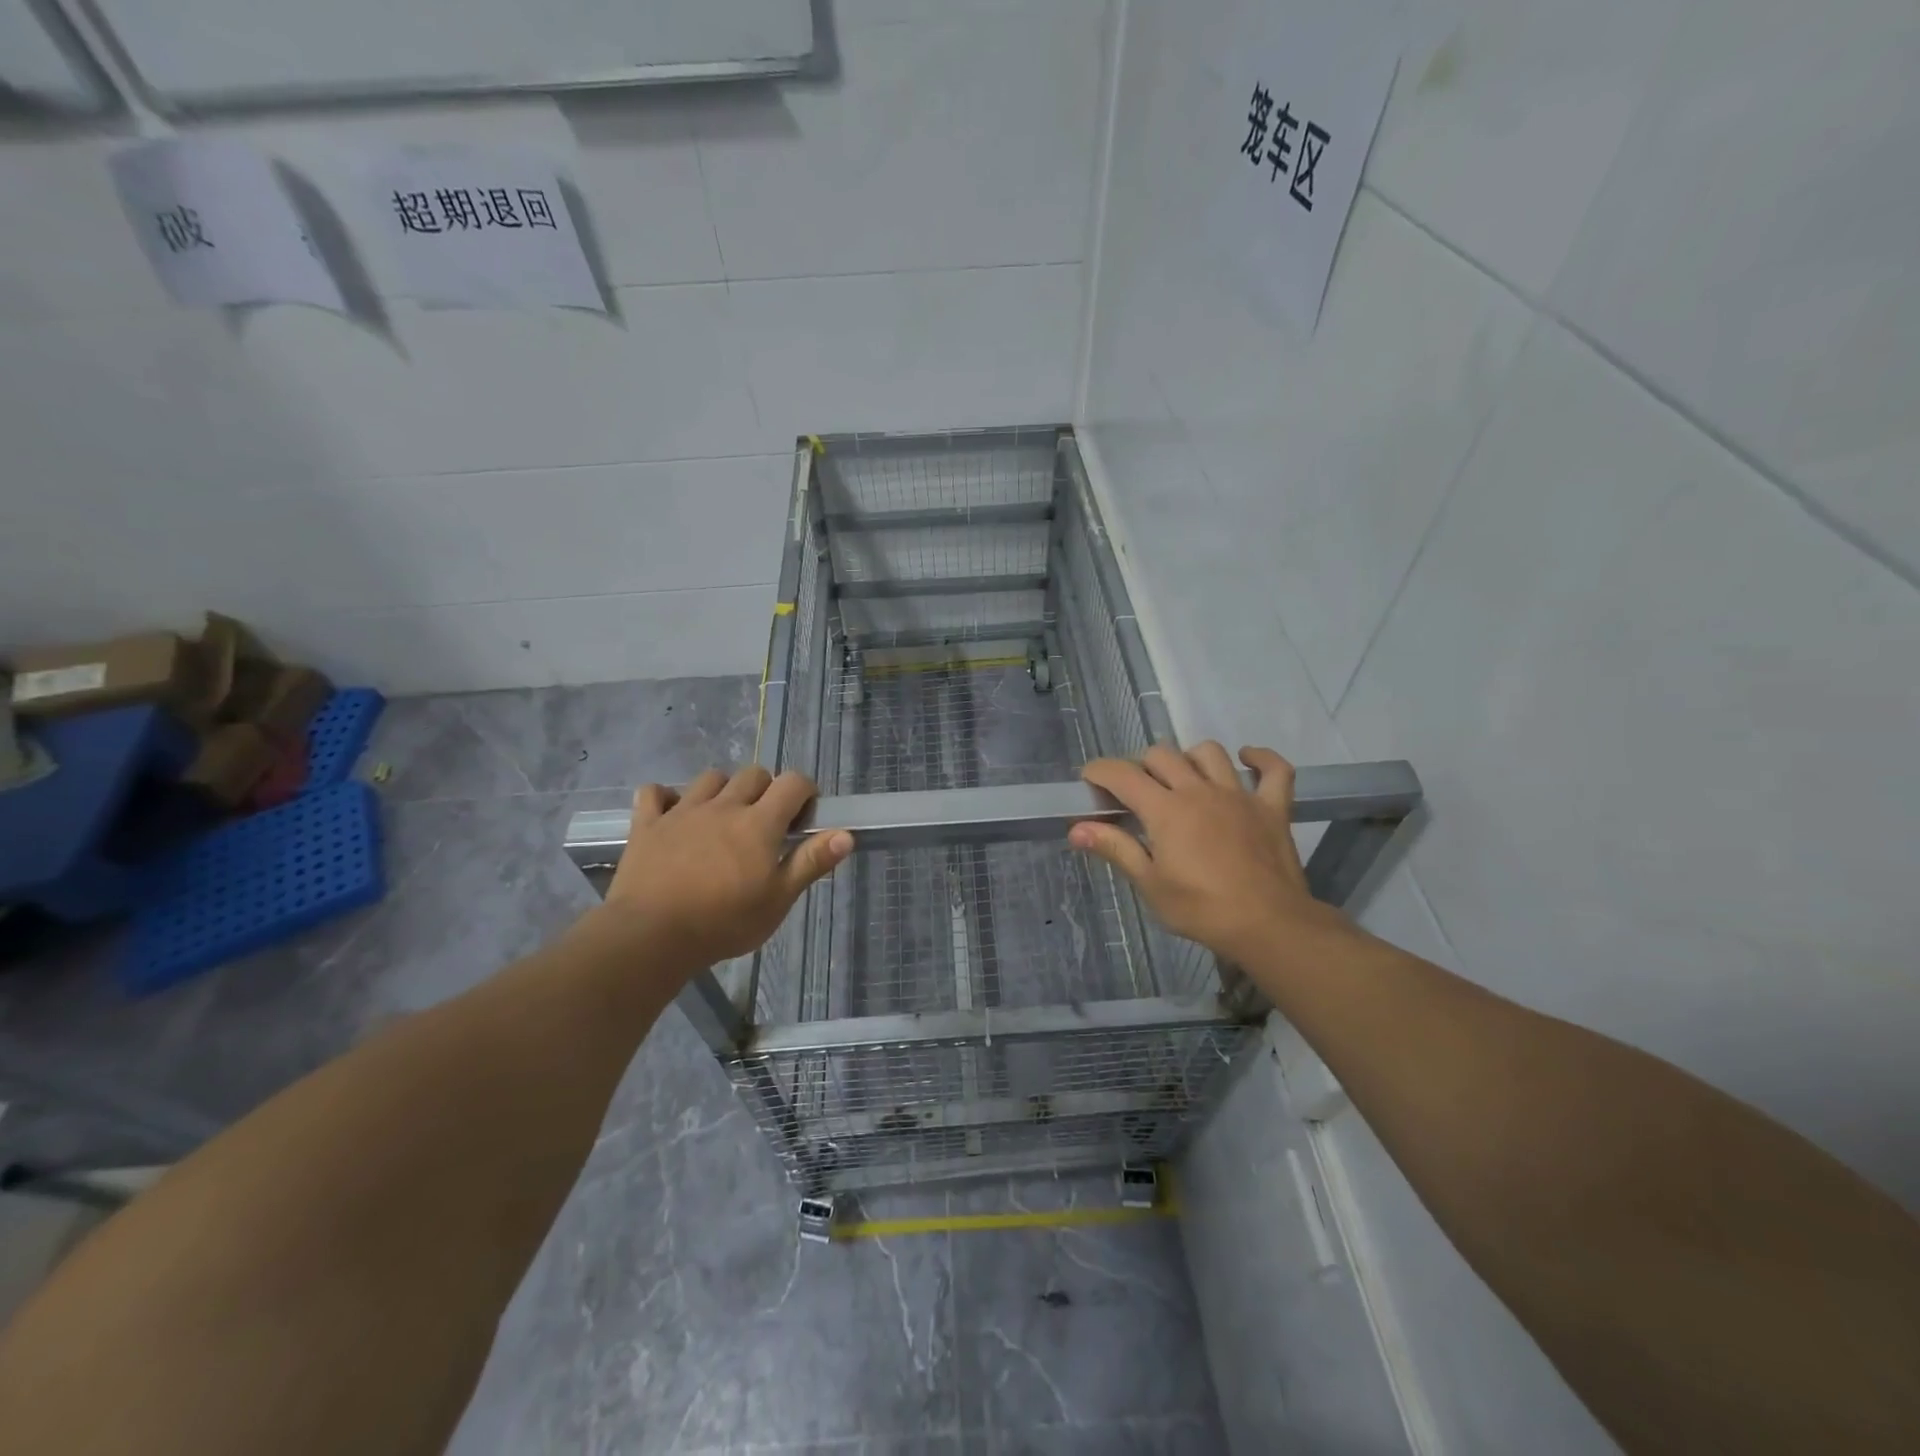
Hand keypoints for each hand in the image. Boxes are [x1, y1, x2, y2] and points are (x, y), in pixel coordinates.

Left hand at [596, 766, 853, 970]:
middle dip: (766, 790)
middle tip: (765, 823)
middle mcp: (724, 806)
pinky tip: (672, 815)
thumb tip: (846, 834)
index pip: (792, 783)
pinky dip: (666, 798)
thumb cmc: (723, 923)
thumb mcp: (778, 900)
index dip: (805, 791)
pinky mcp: (647, 824)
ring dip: (723, 790)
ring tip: (723, 819)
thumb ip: (811, 862)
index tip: (803, 817)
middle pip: (753, 774)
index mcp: (759, 823)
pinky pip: (655, 793)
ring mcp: (682, 812)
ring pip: (710, 778)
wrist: (650, 936)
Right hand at [1070, 743, 1349, 966]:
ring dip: (1189, 759)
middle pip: (1163, 755)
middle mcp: (1199, 791)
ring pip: (1210, 753)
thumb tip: (1076, 829)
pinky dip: (1261, 759)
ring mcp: (1239, 795)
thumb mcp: (1150, 884)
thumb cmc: (1201, 909)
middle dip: (1141, 766)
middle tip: (1135, 794)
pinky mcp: (1272, 808)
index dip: (1100, 771)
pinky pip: (1275, 770)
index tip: (1089, 781)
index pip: (1123, 775)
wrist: (1269, 926)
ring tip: (1182, 779)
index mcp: (1166, 810)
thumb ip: (1115, 848)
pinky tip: (1247, 760)